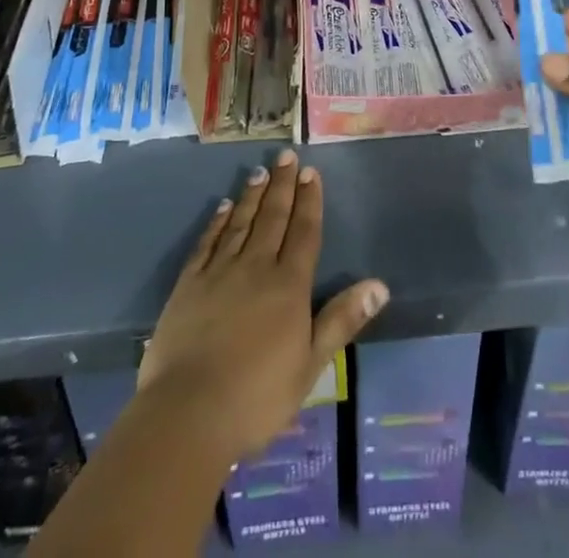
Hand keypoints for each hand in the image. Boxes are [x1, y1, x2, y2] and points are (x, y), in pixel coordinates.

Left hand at [138, 149, 387, 461]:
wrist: (187, 414)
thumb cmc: (257, 397)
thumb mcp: (310, 365)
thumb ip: (342, 320)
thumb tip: (380, 285)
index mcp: (289, 286)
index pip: (304, 233)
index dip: (309, 201)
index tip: (310, 172)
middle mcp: (256, 267)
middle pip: (273, 218)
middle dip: (282, 185)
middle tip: (286, 155)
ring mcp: (219, 273)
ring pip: (241, 223)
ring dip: (252, 195)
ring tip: (259, 171)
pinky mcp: (188, 285)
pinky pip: (207, 243)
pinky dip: (217, 222)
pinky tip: (223, 207)